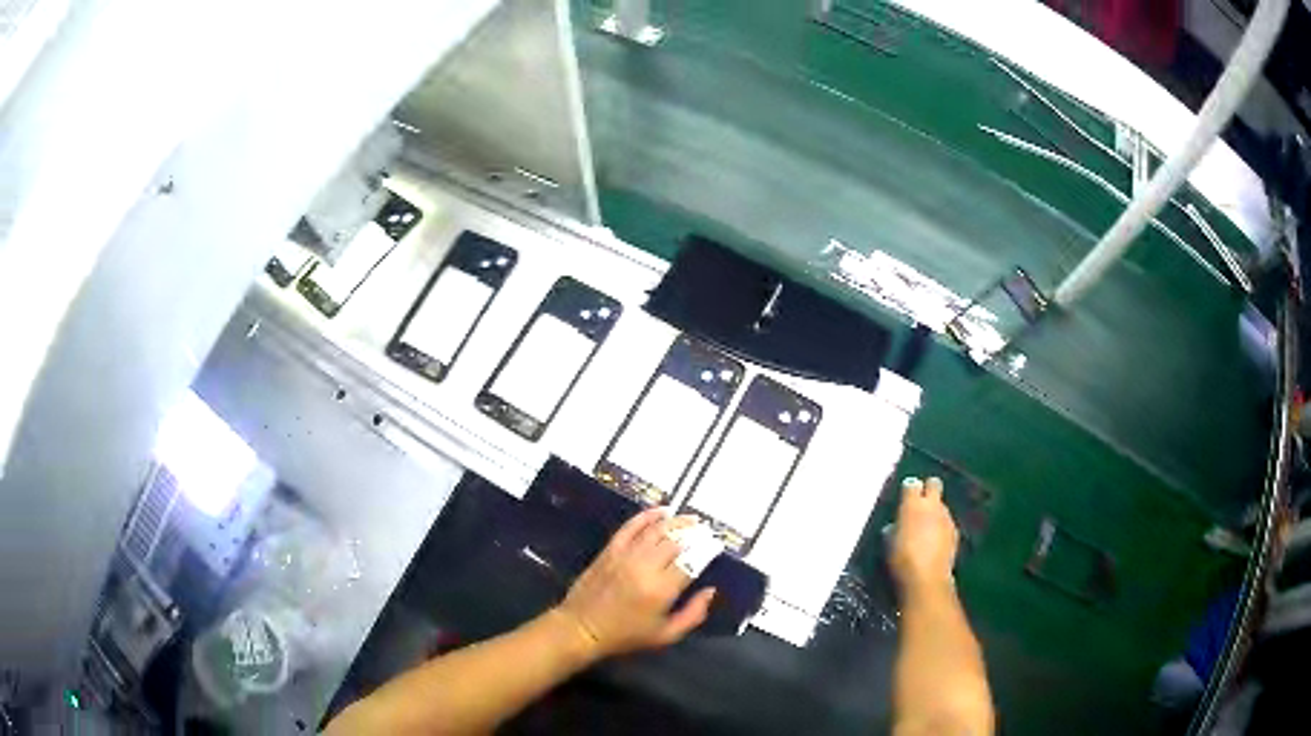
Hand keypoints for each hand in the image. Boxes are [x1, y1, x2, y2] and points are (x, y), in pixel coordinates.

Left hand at [556, 508, 715, 658]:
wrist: (581, 628)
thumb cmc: (626, 636)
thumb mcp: (666, 635)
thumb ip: (693, 614)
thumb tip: (710, 591)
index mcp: (661, 589)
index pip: (692, 561)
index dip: (707, 550)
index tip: (717, 544)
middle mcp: (645, 567)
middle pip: (676, 540)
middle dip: (695, 533)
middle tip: (707, 531)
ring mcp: (625, 555)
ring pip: (656, 530)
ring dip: (677, 521)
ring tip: (691, 519)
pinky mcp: (610, 549)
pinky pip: (631, 526)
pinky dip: (647, 516)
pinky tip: (662, 511)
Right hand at [891, 477, 959, 592]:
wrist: (926, 578)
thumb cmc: (901, 559)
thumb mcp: (888, 543)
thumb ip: (894, 528)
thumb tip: (896, 526)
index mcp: (912, 504)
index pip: (912, 484)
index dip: (908, 490)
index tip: (904, 499)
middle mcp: (932, 505)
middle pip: (934, 483)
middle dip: (928, 490)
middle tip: (920, 504)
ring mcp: (946, 517)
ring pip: (941, 505)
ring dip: (934, 512)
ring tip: (926, 529)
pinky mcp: (955, 532)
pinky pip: (947, 522)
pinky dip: (941, 528)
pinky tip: (935, 542)